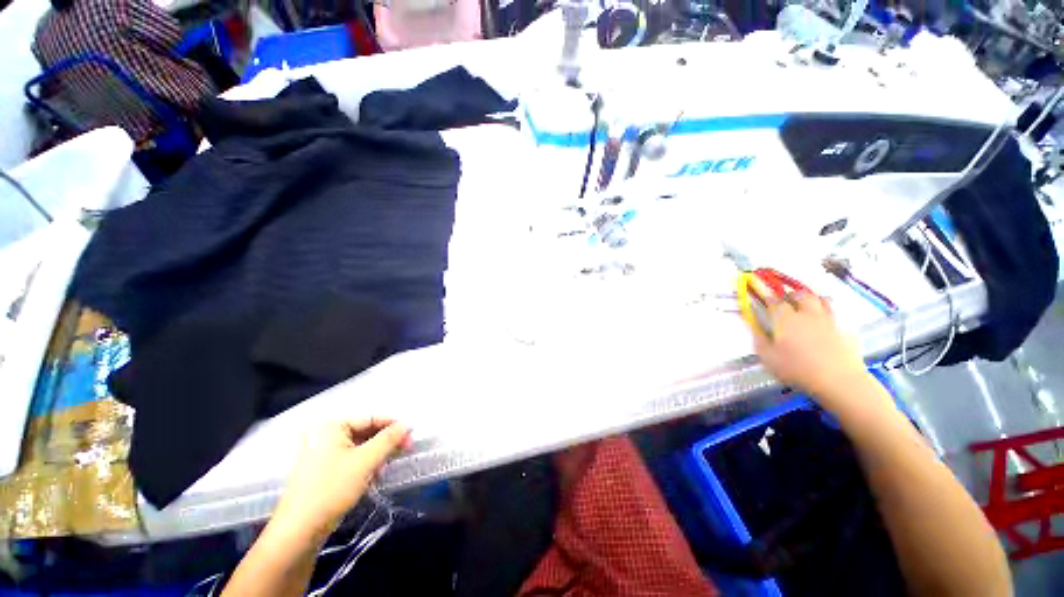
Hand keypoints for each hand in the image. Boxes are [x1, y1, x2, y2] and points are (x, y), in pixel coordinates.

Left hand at [272, 418, 411, 543]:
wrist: (298, 531)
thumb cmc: (332, 489)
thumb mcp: (366, 461)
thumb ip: (389, 439)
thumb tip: (407, 424)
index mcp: (331, 426)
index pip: (371, 418)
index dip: (393, 426)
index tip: (411, 436)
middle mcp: (324, 434)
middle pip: (365, 432)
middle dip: (384, 443)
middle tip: (404, 451)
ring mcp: (320, 453)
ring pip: (358, 447)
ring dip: (375, 455)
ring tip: (385, 468)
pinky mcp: (320, 470)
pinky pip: (349, 459)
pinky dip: (363, 465)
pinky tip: (372, 477)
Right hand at [753, 292, 870, 408]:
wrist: (838, 380)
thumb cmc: (797, 369)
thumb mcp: (768, 358)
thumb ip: (759, 340)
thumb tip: (754, 327)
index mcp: (786, 319)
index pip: (775, 302)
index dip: (768, 299)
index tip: (764, 299)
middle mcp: (807, 314)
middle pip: (801, 295)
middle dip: (792, 295)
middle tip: (787, 300)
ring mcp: (829, 320)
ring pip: (823, 299)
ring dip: (813, 299)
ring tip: (808, 306)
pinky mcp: (845, 330)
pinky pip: (837, 314)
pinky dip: (830, 314)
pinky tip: (826, 323)